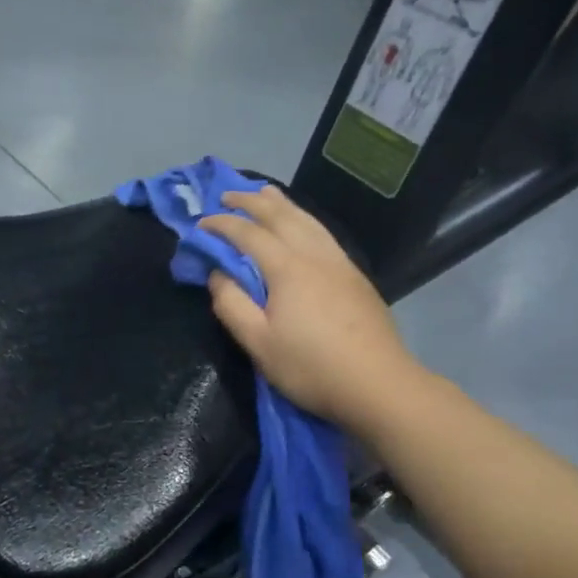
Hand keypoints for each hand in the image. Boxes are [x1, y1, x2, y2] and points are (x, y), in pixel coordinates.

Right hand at [201, 186, 425, 435]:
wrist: (377, 384)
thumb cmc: (311, 367)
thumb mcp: (258, 343)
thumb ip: (232, 304)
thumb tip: (217, 274)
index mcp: (287, 268)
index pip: (248, 234)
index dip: (222, 225)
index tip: (200, 224)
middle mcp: (314, 255)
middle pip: (280, 216)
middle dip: (251, 202)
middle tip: (227, 195)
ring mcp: (339, 263)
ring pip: (307, 220)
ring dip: (281, 203)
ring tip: (264, 194)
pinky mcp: (355, 276)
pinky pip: (323, 232)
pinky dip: (304, 218)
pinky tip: (302, 225)